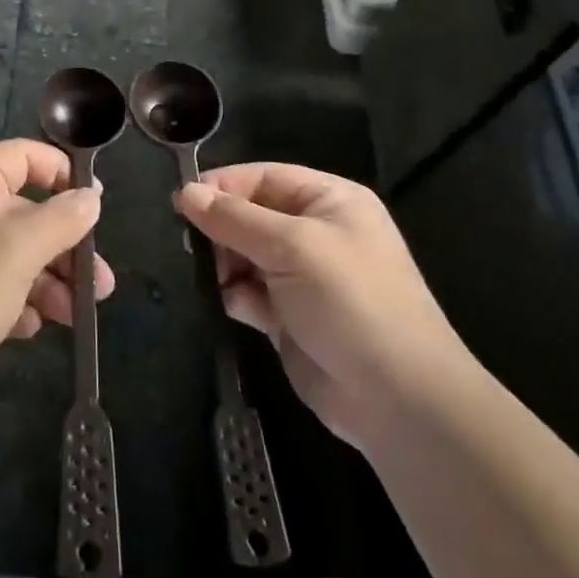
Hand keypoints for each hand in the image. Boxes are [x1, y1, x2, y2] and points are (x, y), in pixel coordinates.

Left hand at [0, 140, 113, 424]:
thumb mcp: (19, 250)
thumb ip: (61, 219)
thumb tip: (91, 197)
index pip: (24, 156)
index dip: (62, 174)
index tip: (96, 205)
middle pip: (26, 210)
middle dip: (65, 246)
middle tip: (100, 282)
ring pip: (16, 252)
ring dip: (50, 279)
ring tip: (78, 313)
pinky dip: (19, 300)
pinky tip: (31, 326)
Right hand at [175, 164, 472, 446]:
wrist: (397, 400)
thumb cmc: (351, 302)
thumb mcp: (292, 246)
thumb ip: (234, 218)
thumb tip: (185, 193)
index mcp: (329, 201)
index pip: (263, 177)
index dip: (223, 186)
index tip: (181, 203)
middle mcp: (316, 233)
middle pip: (250, 215)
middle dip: (221, 229)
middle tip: (192, 247)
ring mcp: (303, 277)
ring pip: (244, 255)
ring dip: (224, 265)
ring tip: (211, 278)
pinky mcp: (289, 317)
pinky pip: (249, 293)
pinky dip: (235, 296)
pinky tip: (232, 306)